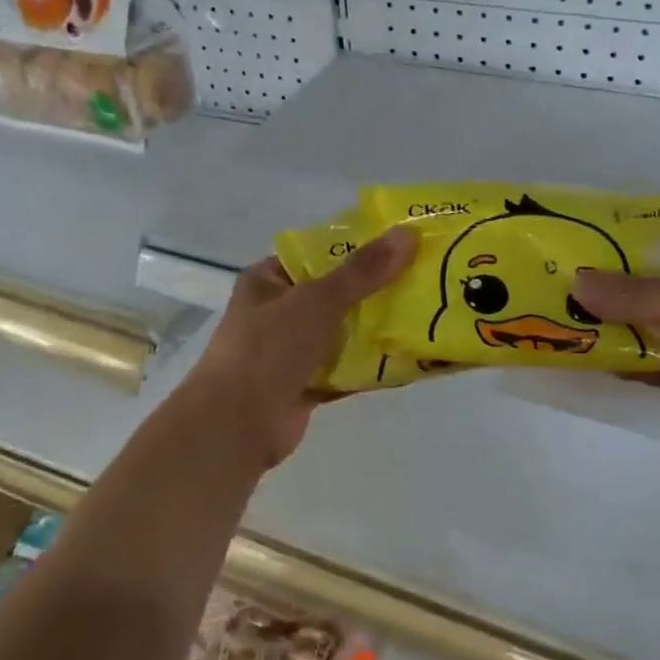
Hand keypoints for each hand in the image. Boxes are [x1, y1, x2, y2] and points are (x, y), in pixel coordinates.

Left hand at [180, 226, 416, 467]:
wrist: (236, 425)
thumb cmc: (268, 348)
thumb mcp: (317, 300)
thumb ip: (362, 272)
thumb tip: (408, 234)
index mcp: (268, 281)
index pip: (316, 254)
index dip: (355, 248)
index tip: (399, 244)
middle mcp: (276, 313)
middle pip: (333, 294)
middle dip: (373, 290)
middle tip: (421, 278)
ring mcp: (290, 352)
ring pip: (340, 333)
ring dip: (374, 329)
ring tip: (423, 314)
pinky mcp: (304, 387)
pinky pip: (344, 369)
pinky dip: (369, 366)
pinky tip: (407, 358)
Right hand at [573, 233, 659, 446]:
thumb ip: (640, 295)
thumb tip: (575, 284)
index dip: (620, 255)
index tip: (574, 262)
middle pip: (658, 290)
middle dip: (615, 298)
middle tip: (561, 301)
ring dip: (626, 333)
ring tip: (570, 332)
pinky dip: (644, 364)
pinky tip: (604, 365)